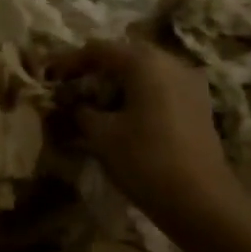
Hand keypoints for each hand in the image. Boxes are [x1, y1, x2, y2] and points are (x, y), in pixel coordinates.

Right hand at [58, 40, 243, 225]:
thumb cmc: (146, 160)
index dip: (69, 61)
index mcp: (145, 63)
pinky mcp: (198, 104)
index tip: (48, 76)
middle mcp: (171, 62)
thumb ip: (79, 110)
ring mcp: (190, 83)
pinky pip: (160, 87)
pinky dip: (136, 93)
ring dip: (116, 82)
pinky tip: (121, 113)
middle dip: (94, 69)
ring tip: (92, 101)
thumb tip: (68, 102)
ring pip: (144, 72)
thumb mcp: (101, 134)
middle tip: (70, 86)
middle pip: (124, 56)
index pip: (98, 50)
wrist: (202, 202)